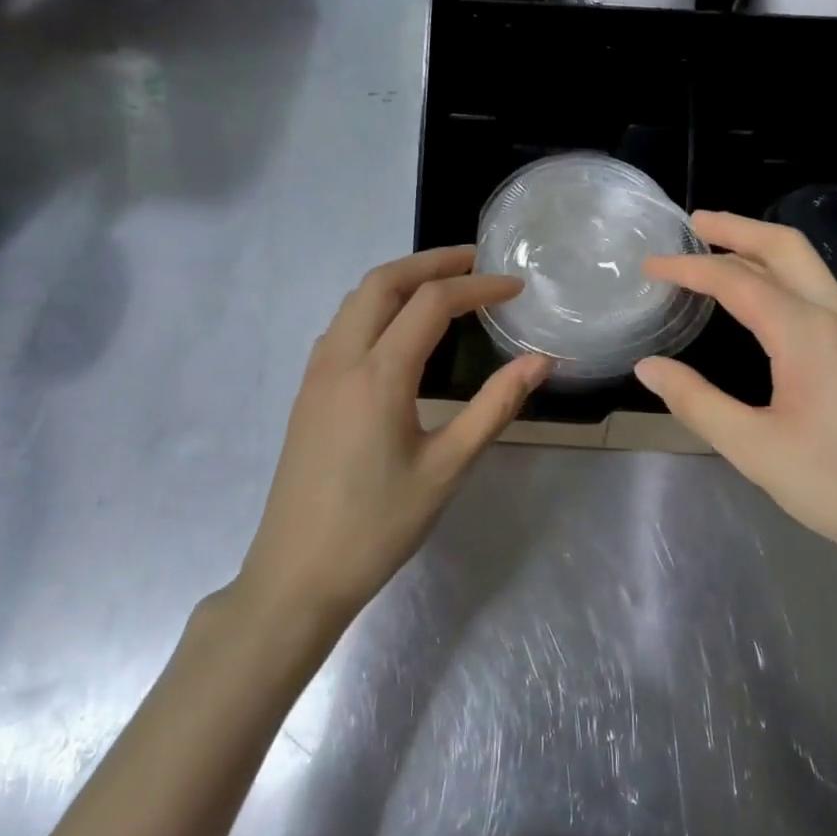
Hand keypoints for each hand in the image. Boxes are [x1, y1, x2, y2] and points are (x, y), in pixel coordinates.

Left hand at [239, 247, 549, 621]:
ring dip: (400, 281)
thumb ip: (495, 407)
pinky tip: (400, 331)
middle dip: (431, 262)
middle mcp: (340, 359)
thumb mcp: (446, 468)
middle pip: (383, 282)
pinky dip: (376, 307)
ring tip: (443, 287)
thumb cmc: (378, 526)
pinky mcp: (307, 392)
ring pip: (356, 301)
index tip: (515, 287)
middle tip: (475, 261)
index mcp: (378, 375)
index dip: (477, 287)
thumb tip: (539, 362)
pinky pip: (342, 326)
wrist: (297, 574)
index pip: (432, 304)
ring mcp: (316, 374)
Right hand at [636, 211, 836, 589]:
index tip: (651, 266)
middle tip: (694, 223)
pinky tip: (770, 301)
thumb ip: (697, 402)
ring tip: (723, 253)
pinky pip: (824, 291)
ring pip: (810, 267)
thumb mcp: (755, 450)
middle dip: (736, 228)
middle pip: (785, 247)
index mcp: (808, 334)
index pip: (737, 280)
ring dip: (763, 249)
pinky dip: (786, 276)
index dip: (690, 268)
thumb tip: (650, 368)